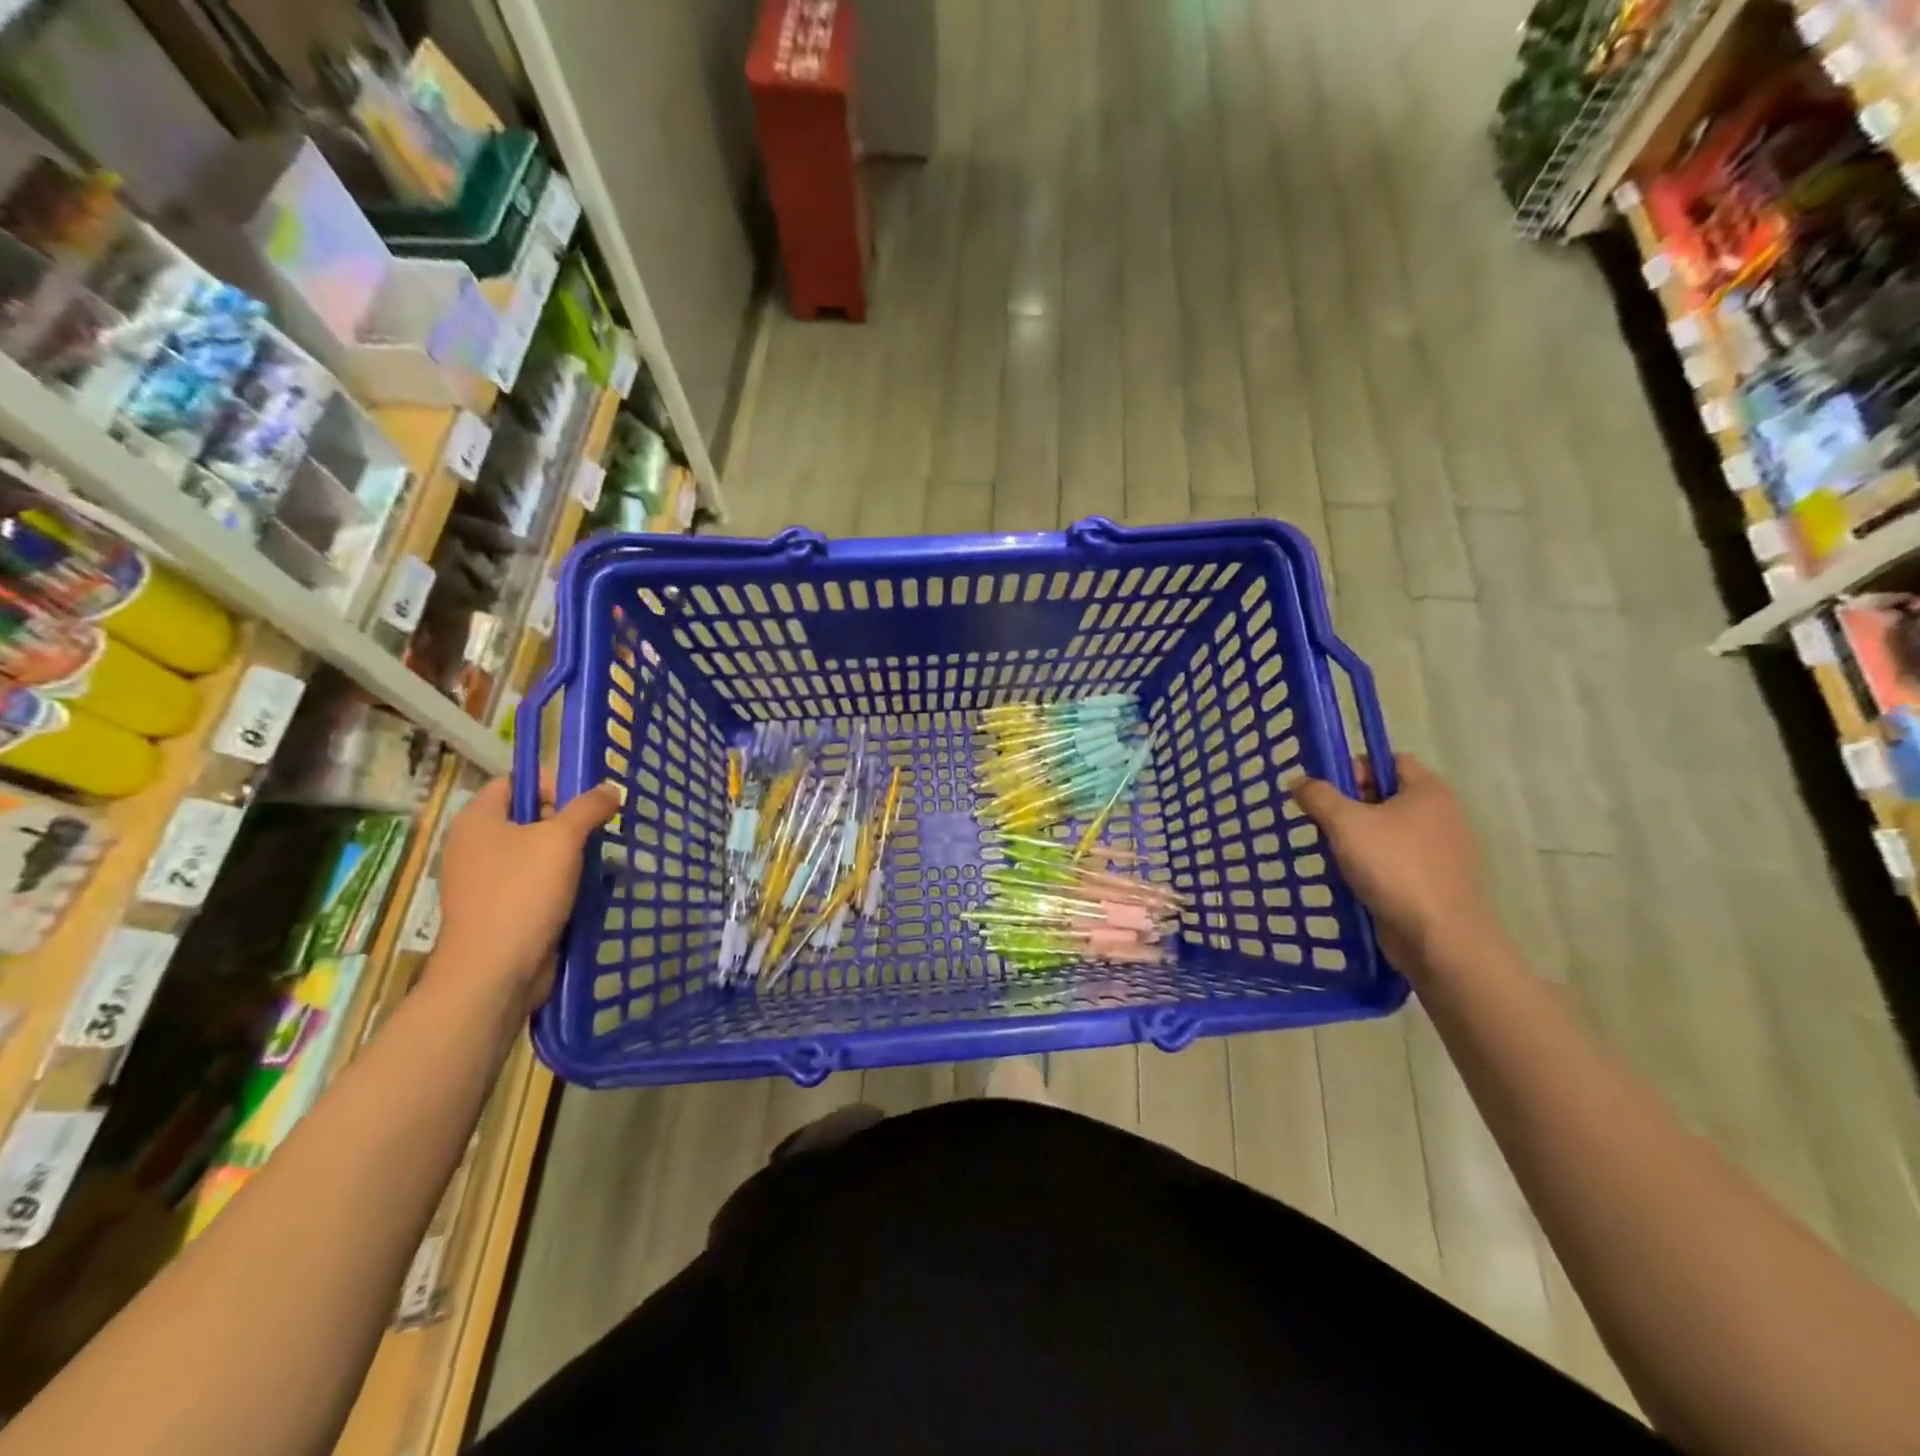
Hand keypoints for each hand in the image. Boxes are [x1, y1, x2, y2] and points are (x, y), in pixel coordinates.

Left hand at [429, 776, 619, 1014]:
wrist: (494, 971)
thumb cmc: (522, 893)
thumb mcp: (562, 839)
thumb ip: (588, 808)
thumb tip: (610, 788)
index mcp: (478, 820)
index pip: (515, 782)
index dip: (552, 783)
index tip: (587, 800)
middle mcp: (474, 846)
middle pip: (529, 818)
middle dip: (568, 822)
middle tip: (602, 830)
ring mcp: (485, 882)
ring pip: (536, 854)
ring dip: (570, 856)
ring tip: (601, 861)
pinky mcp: (500, 911)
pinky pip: (535, 885)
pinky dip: (561, 884)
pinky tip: (588, 891)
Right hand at [1293, 755, 1492, 972]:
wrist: (1438, 936)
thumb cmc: (1394, 867)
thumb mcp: (1345, 823)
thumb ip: (1318, 796)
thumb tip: (1300, 782)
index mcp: (1428, 791)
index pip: (1390, 760)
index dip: (1357, 768)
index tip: (1329, 791)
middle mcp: (1442, 815)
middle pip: (1388, 795)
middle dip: (1351, 805)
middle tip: (1323, 822)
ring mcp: (1443, 851)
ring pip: (1390, 831)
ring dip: (1359, 838)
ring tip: (1333, 852)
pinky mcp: (1436, 881)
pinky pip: (1398, 860)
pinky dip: (1374, 865)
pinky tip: (1353, 878)